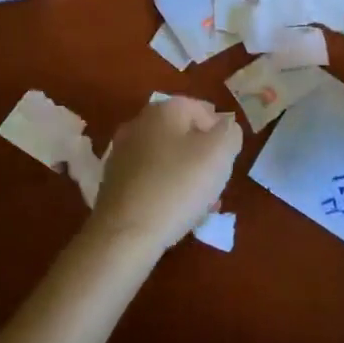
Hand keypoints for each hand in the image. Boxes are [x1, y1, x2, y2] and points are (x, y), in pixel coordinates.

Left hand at [86, 97, 243, 256]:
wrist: (125, 233)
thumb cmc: (177, 186)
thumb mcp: (219, 154)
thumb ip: (230, 133)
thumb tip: (225, 128)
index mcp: (164, 109)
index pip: (202, 109)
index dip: (221, 133)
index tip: (228, 160)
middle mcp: (139, 123)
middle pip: (183, 134)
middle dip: (203, 156)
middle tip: (216, 182)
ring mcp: (122, 152)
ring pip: (167, 158)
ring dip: (187, 175)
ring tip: (201, 203)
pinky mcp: (114, 180)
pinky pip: (150, 178)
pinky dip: (166, 188)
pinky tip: (175, 211)